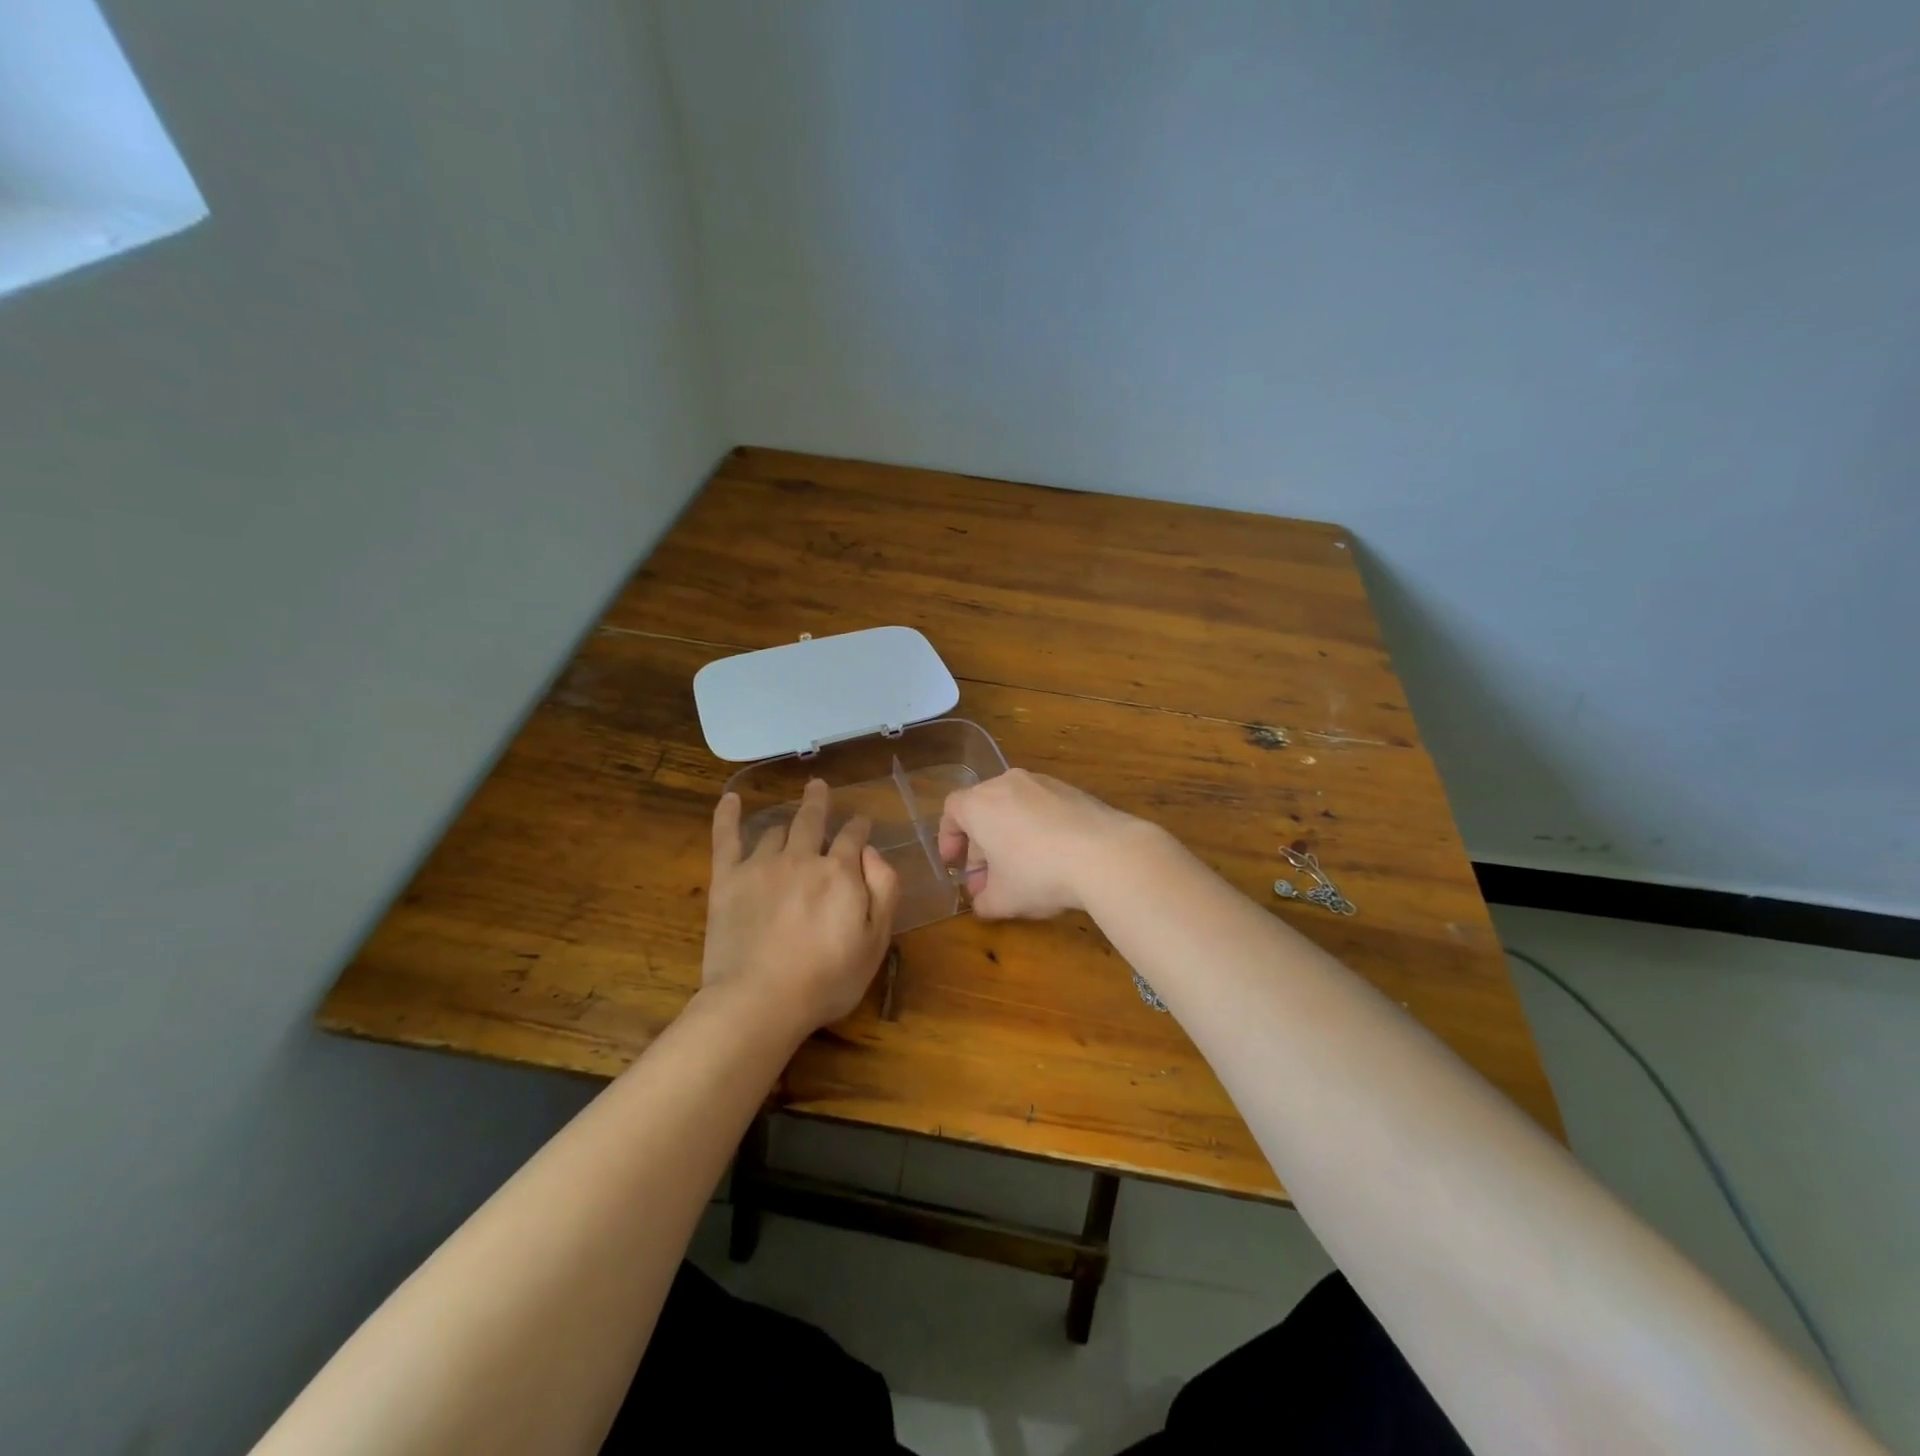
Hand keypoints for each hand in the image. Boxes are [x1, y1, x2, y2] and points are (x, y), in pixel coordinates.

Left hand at [704, 779, 899, 1032]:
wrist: (760, 1000)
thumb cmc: (827, 979)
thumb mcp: (876, 941)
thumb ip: (884, 890)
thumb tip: (872, 852)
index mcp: (840, 872)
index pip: (853, 837)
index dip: (858, 827)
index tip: (861, 823)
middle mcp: (802, 858)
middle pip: (811, 820)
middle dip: (818, 802)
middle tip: (819, 788)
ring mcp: (761, 865)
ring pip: (776, 830)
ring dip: (786, 822)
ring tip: (788, 820)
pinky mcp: (728, 879)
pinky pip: (726, 838)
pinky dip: (728, 815)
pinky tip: (731, 799)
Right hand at [937, 768, 1151, 918]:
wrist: (1105, 854)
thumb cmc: (1039, 874)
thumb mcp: (1003, 899)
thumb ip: (983, 901)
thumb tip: (982, 902)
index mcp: (980, 803)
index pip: (951, 811)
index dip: (949, 839)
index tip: (955, 864)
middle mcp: (1007, 783)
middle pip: (983, 808)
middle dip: (981, 845)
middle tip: (988, 878)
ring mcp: (1043, 783)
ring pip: (1014, 807)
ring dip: (1010, 835)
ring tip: (1021, 870)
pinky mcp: (1072, 790)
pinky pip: (1042, 807)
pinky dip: (1037, 828)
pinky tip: (1053, 857)